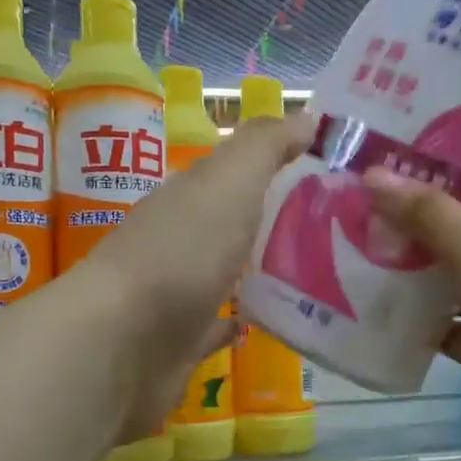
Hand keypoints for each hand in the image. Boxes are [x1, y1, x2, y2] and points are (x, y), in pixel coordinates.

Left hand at [87, 114, 313, 442]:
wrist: (122, 344)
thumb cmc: (181, 253)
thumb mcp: (228, 182)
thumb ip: (264, 147)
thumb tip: (308, 116)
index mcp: (190, 196)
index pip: (238, 171)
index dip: (280, 165)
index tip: (333, 175)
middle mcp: (179, 239)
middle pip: (232, 222)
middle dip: (274, 219)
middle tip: (339, 228)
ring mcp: (175, 294)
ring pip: (224, 273)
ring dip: (258, 269)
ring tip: (319, 273)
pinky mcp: (179, 343)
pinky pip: (215, 326)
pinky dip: (237, 319)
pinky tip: (269, 320)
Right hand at [365, 168, 460, 460]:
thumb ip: (428, 213)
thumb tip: (373, 174)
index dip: (458, 168)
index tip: (405, 161)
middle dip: (425, 219)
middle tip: (368, 204)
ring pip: (457, 277)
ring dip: (417, 269)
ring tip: (361, 247)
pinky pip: (450, 323)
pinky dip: (420, 319)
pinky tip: (377, 307)